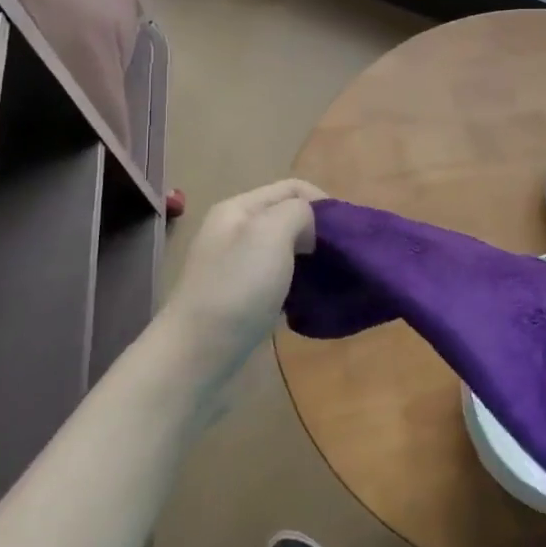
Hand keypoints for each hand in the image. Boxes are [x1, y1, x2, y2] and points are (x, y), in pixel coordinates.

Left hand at [160, 180, 324, 405]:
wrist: (197, 358)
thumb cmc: (236, 289)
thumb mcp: (270, 233)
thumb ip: (298, 213)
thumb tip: (310, 224)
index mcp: (239, 210)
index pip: (292, 188)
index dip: (323, 201)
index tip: (347, 231)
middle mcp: (237, 234)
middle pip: (289, 218)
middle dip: (320, 231)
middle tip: (345, 255)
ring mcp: (239, 270)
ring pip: (288, 252)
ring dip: (313, 260)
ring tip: (334, 277)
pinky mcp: (245, 302)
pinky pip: (282, 283)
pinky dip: (301, 287)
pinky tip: (312, 301)